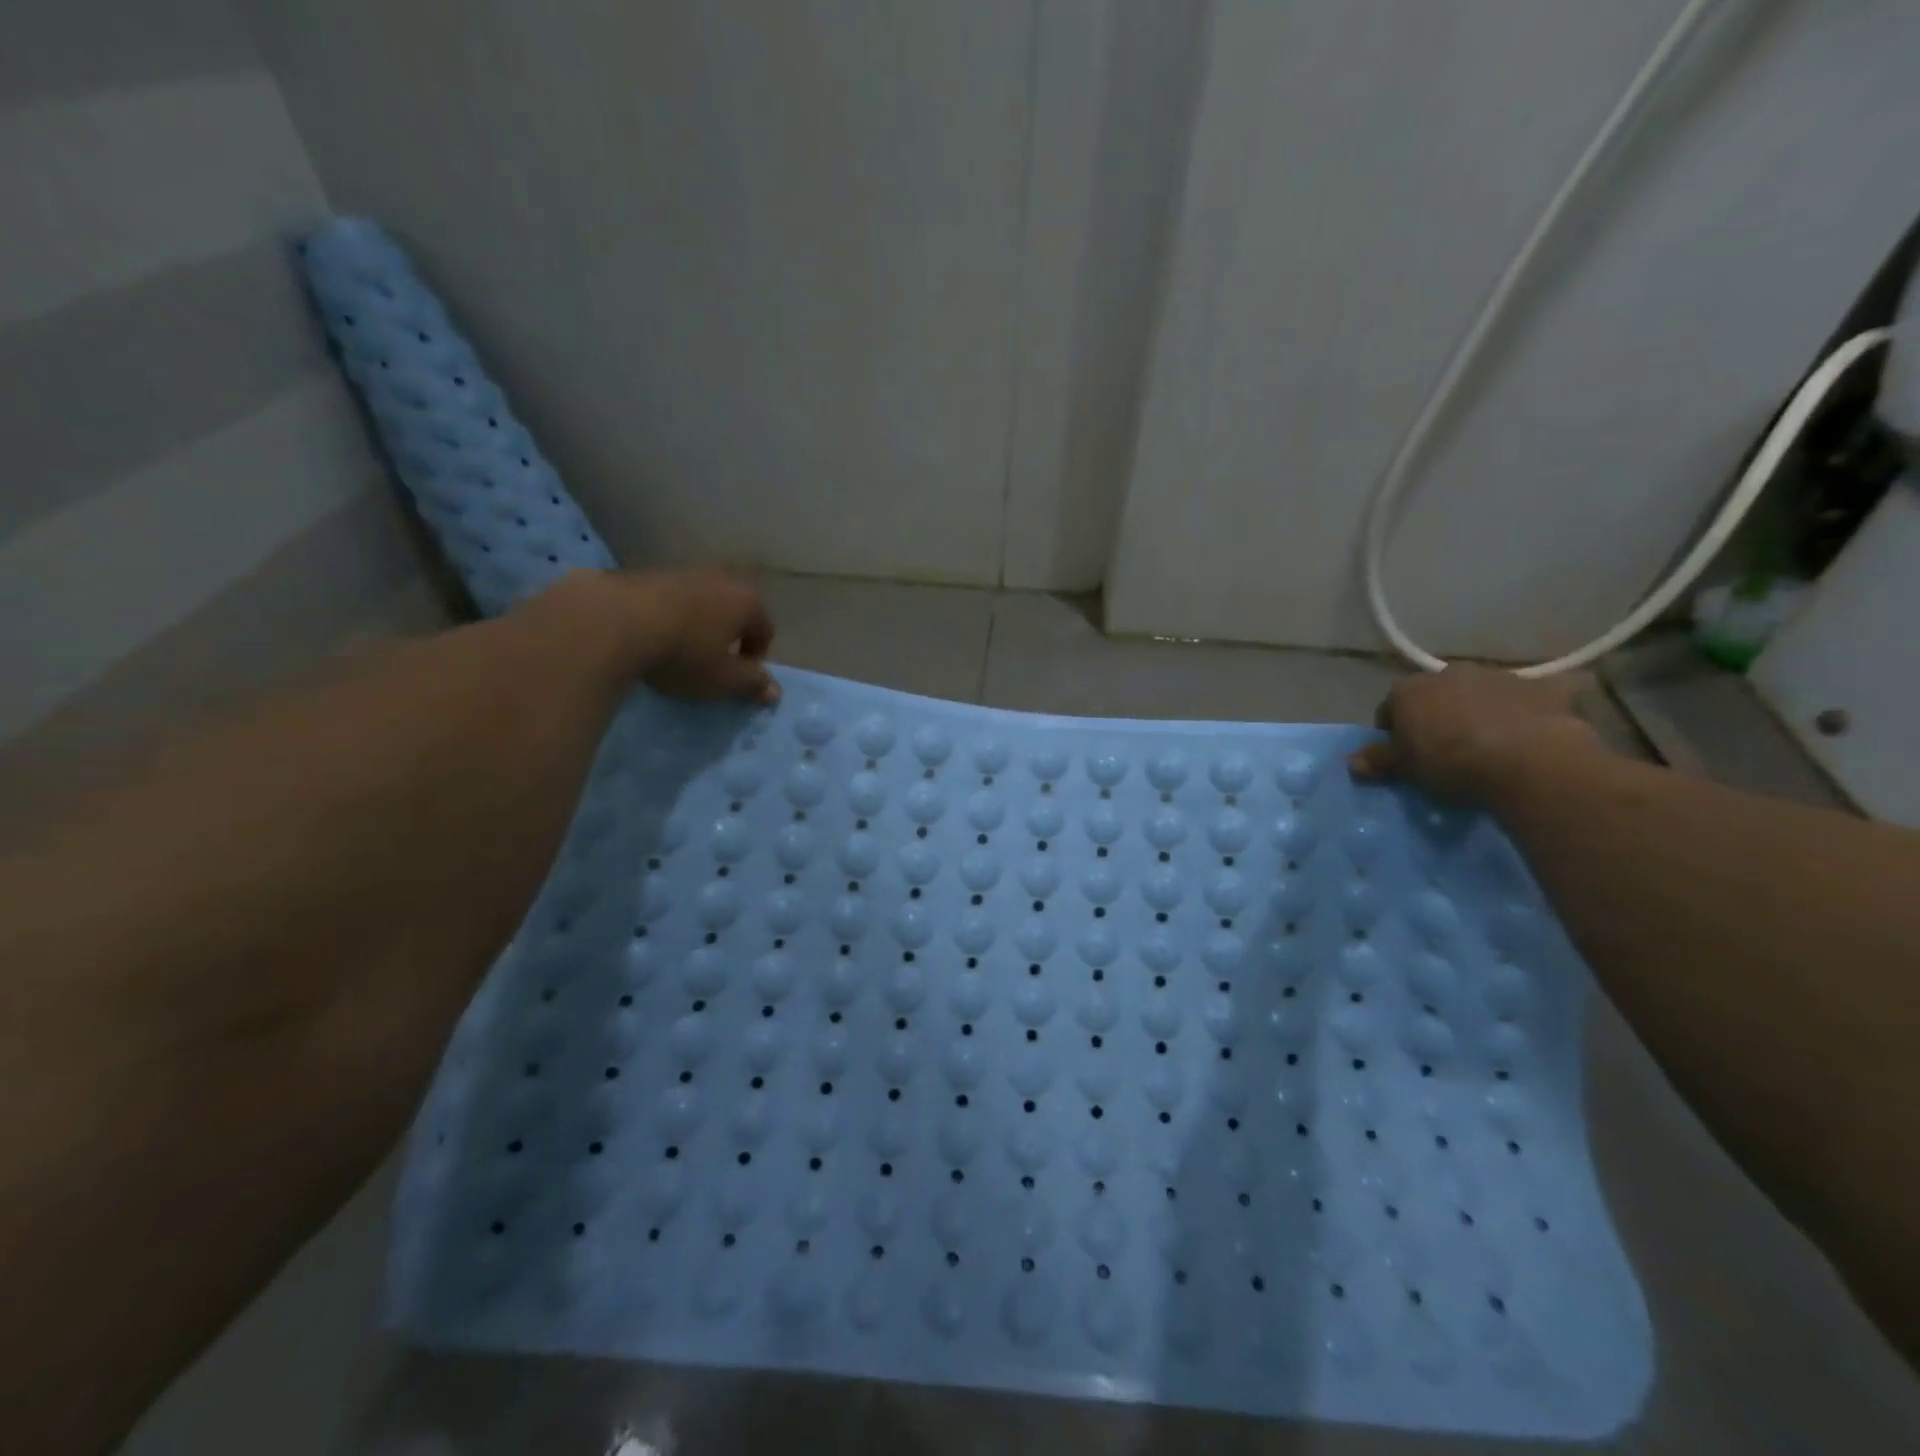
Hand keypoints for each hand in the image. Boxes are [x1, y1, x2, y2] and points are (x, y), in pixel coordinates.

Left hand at [529, 568, 778, 703]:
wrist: (613, 621)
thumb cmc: (684, 654)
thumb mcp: (723, 680)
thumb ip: (752, 684)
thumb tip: (775, 691)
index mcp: (747, 601)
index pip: (765, 631)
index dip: (755, 659)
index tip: (735, 679)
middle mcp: (721, 578)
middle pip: (734, 612)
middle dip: (727, 637)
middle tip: (710, 664)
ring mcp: (683, 571)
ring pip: (702, 603)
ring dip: (697, 626)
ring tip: (677, 652)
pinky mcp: (647, 572)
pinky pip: (670, 599)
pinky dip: (668, 617)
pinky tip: (650, 637)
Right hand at [1348, 663, 1601, 807]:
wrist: (1527, 762)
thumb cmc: (1450, 763)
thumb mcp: (1406, 769)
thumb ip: (1378, 760)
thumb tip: (1352, 762)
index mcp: (1409, 690)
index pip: (1390, 708)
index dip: (1395, 732)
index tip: (1405, 754)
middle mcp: (1450, 673)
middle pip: (1436, 694)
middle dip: (1438, 714)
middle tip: (1446, 747)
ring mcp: (1499, 676)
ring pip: (1481, 691)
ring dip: (1480, 708)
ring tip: (1489, 742)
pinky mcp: (1544, 688)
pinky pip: (1536, 694)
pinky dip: (1533, 705)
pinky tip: (1537, 724)